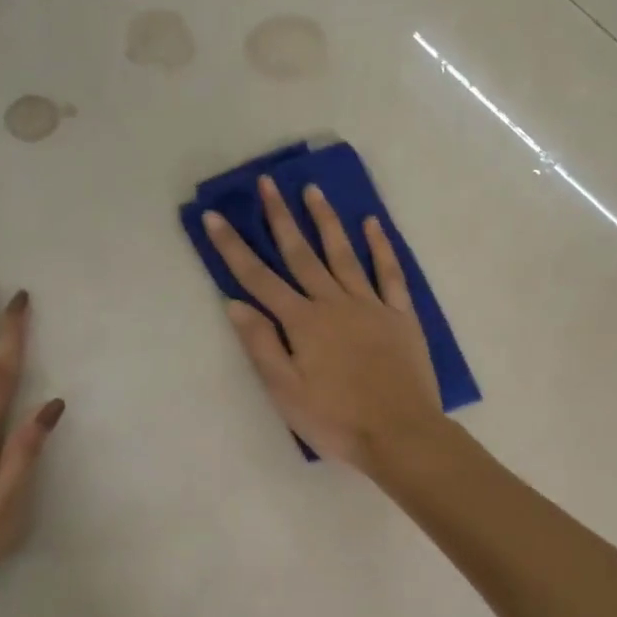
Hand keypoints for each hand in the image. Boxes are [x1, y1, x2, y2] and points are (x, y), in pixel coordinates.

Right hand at [205, 175, 441, 468]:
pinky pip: (389, 273)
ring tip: (313, 190)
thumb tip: (235, 303)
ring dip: (326, 221)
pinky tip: (372, 224)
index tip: (216, 217)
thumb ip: (261, 344)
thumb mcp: (285, 391)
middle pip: (301, 254)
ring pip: (343, 254)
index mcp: (302, 322)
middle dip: (280, 217)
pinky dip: (381, 247)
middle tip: (267, 183)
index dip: (234, 247)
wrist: (400, 434)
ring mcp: (370, 305)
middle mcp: (333, 303)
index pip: (259, 278)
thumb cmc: (335, 419)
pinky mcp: (400, 315)